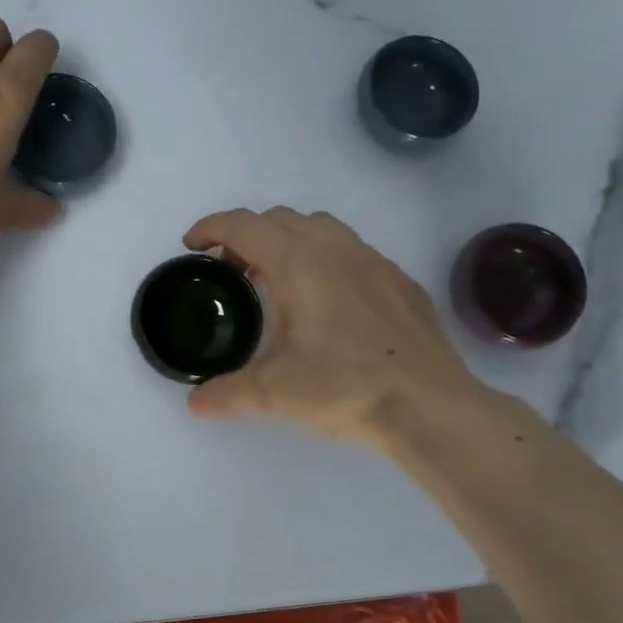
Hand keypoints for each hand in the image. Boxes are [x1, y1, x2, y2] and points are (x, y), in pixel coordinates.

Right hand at [181, 207, 491, 450]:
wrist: (429, 404)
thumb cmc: (345, 386)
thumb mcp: (275, 392)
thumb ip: (227, 391)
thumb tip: (195, 403)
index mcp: (296, 263)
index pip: (242, 226)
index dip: (210, 229)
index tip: (192, 246)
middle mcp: (333, 248)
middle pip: (277, 218)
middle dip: (246, 235)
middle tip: (231, 272)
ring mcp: (372, 259)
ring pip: (318, 226)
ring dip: (287, 240)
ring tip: (278, 280)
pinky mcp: (398, 278)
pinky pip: (351, 250)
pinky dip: (325, 258)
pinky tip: (328, 300)